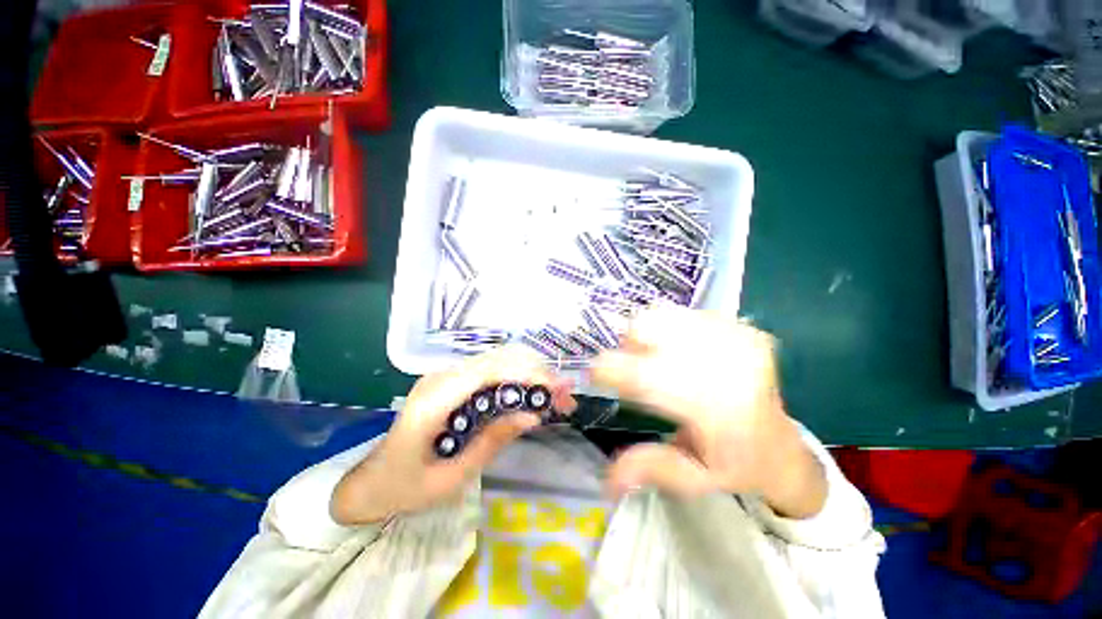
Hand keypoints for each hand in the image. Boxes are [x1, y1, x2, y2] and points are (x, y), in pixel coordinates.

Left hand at [331, 346, 576, 524]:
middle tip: (565, 397)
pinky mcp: (453, 381)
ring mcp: (445, 376)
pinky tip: (530, 397)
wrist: (372, 481)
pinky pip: (490, 372)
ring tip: (554, 397)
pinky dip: (516, 381)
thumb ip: (493, 441)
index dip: (527, 375)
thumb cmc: (406, 487)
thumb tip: (533, 416)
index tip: (558, 390)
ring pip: (497, 362)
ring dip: (529, 375)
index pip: (489, 371)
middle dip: (536, 374)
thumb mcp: (452, 477)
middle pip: (498, 361)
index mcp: (434, 400)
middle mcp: (441, 377)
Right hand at [590, 305, 825, 518]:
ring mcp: (735, 337)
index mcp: (713, 407)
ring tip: (660, 359)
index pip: (644, 376)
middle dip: (630, 348)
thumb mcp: (694, 479)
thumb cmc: (735, 465)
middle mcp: (725, 363)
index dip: (610, 370)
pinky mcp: (741, 326)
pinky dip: (670, 329)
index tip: (597, 376)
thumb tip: (606, 479)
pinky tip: (681, 351)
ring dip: (649, 336)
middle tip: (638, 370)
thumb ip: (651, 468)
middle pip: (648, 329)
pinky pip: (683, 314)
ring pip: (662, 315)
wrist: (783, 444)